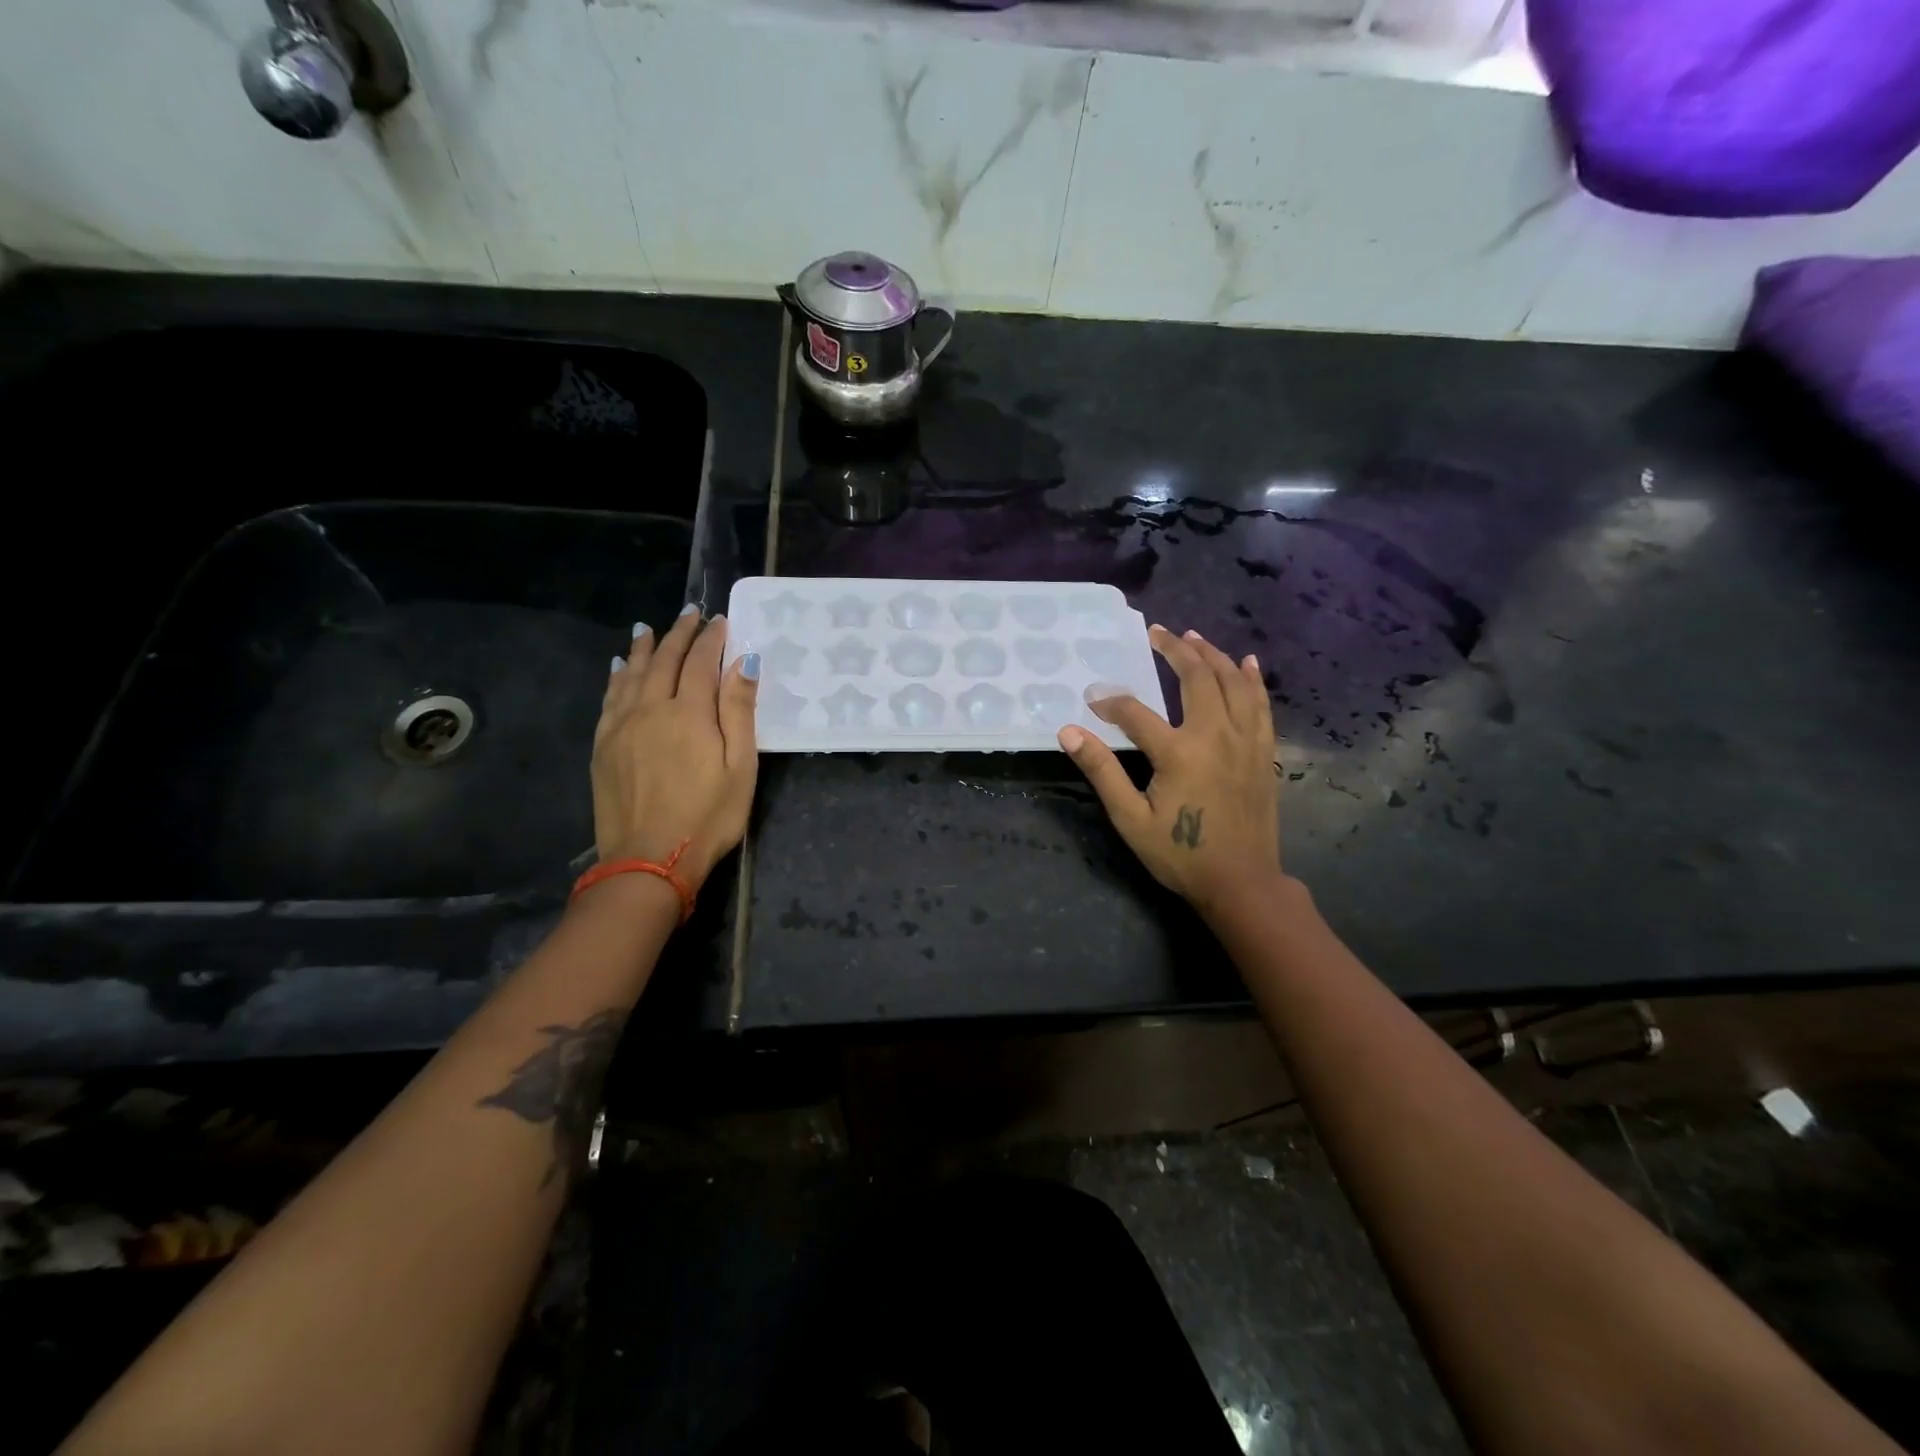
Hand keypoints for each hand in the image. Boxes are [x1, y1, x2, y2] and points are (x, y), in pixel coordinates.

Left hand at [591, 607, 759, 893]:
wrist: (647, 861)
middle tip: (690, 614)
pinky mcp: (603, 745)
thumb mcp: (740, 767)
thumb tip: (744, 661)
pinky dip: (618, 676)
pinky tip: (621, 667)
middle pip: (664, 661)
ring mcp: (621, 726)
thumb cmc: (708, 816)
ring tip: (650, 629)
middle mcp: (650, 708)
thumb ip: (739, 711)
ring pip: (632, 674)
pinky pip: (610, 698)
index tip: (719, 621)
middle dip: (679, 635)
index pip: (700, 662)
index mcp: (689, 713)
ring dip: (644, 648)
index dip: (711, 639)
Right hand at [1058, 625, 1282, 920]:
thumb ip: (1101, 772)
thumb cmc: (1181, 853)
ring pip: (1232, 683)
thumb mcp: (1131, 819)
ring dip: (1212, 655)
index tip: (1093, 700)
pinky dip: (1252, 680)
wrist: (1242, 882)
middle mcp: (1215, 735)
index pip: (1135, 712)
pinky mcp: (1263, 752)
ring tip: (1194, 637)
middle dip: (1174, 651)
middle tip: (1157, 633)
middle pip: (1196, 678)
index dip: (1111, 703)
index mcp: (1178, 752)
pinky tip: (1247, 663)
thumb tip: (1068, 733)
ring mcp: (1245, 741)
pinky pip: (1260, 704)